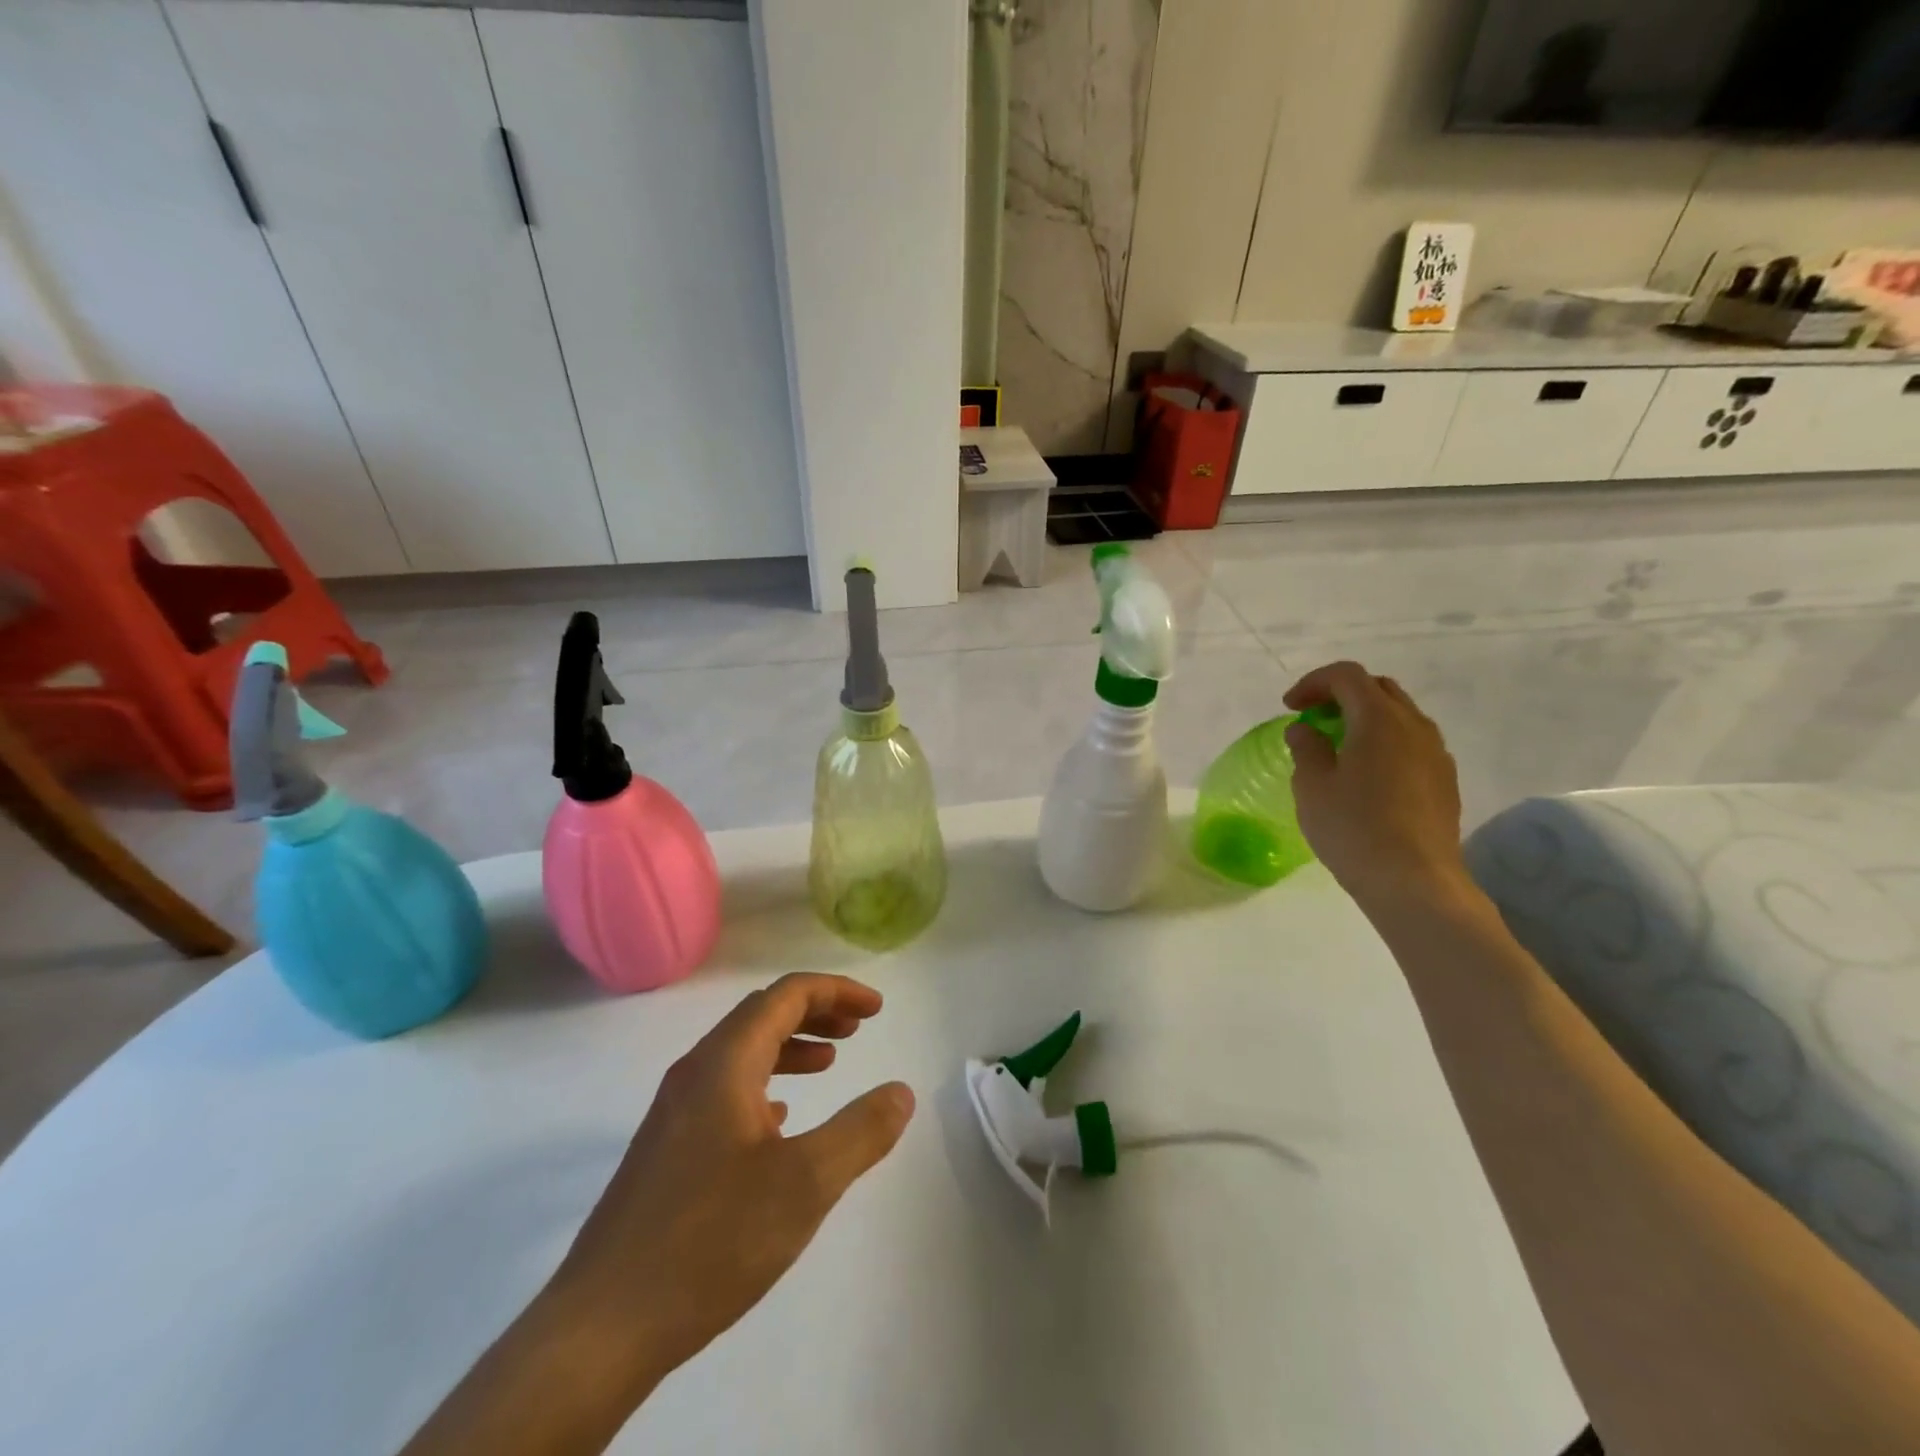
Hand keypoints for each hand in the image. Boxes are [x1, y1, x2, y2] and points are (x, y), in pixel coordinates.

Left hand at [547, 973, 914, 1397]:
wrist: (600, 1329)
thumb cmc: (710, 1241)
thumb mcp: (805, 1184)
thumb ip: (861, 1132)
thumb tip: (901, 1092)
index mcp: (724, 1063)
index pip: (786, 995)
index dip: (836, 991)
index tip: (877, 1009)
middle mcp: (695, 1073)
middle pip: (762, 1015)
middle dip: (815, 1013)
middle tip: (859, 1028)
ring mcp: (674, 1112)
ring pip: (742, 1053)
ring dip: (791, 1047)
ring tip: (831, 1064)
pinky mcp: (667, 1149)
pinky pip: (725, 1090)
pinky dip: (766, 1084)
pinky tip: (782, 1119)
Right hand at [1284, 661, 1471, 914]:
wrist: (1414, 881)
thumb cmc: (1353, 828)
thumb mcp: (1311, 786)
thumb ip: (1306, 748)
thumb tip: (1306, 730)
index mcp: (1378, 719)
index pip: (1347, 676)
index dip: (1313, 683)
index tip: (1290, 708)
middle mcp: (1414, 726)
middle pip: (1378, 689)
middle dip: (1342, 694)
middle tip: (1314, 719)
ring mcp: (1436, 753)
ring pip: (1400, 715)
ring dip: (1366, 718)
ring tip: (1339, 746)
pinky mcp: (1446, 780)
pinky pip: (1413, 743)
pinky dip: (1385, 742)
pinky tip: (1367, 775)